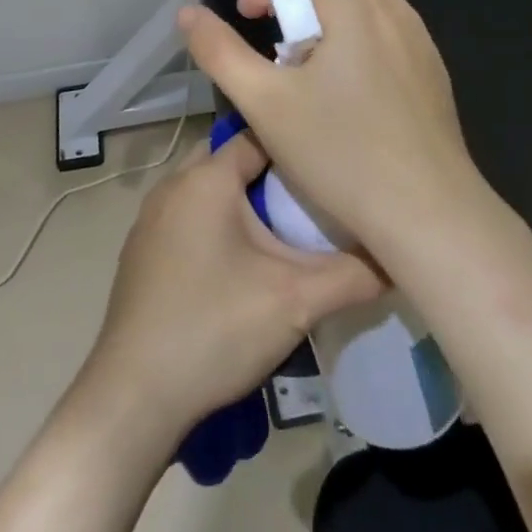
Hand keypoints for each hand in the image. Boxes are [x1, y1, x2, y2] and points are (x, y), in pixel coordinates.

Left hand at [83, 132, 383, 435]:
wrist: (134, 394)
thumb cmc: (215, 329)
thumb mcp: (296, 302)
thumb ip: (354, 274)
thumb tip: (398, 258)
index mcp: (205, 179)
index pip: (259, 137)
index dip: (297, 147)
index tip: (330, 165)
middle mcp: (173, 185)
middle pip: (231, 159)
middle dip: (270, 174)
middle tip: (311, 199)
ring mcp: (150, 217)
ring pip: (208, 189)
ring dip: (242, 201)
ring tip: (283, 230)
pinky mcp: (142, 249)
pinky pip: (188, 215)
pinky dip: (216, 223)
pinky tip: (239, 264)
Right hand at [177, 0, 484, 256]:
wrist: (429, 212)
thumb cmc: (340, 153)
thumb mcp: (264, 104)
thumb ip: (220, 52)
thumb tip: (188, 14)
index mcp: (354, 6)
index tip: (249, 20)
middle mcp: (393, 8)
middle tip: (278, 30)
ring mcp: (419, 38)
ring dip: (331, 6)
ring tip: (309, 62)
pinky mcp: (433, 68)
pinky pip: (390, 24)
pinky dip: (359, 30)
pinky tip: (347, 88)